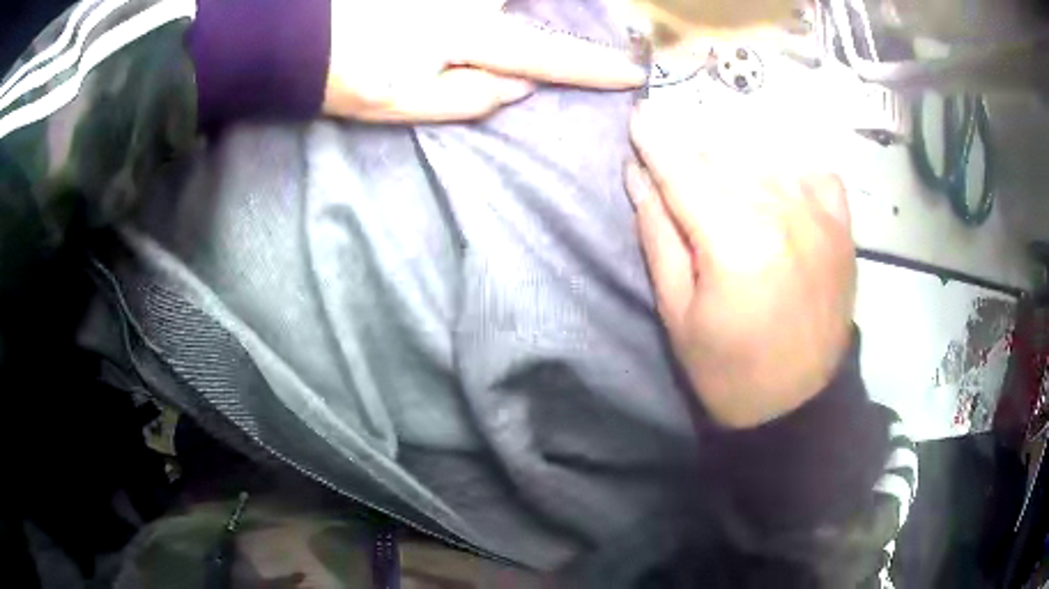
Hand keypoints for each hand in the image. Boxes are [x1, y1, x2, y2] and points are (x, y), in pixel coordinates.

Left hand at [323, 0, 645, 122]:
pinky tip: (498, 16)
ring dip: (520, 14)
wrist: (294, 36)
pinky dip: (497, 8)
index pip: (545, 55)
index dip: (590, 67)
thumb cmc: (346, 74)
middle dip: (564, 14)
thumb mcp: (404, 104)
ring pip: (505, 1)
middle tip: (607, 29)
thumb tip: (522, 84)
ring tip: (517, 28)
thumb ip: (470, 97)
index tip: (630, 73)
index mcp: (466, 37)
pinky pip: (484, 0)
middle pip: (530, 5)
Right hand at [626, 101, 855, 428]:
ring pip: (766, 155)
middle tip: (672, 149)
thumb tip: (639, 175)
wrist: (799, 404)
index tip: (639, 114)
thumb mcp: (677, 312)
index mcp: (735, 241)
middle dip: (690, 144)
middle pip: (724, 153)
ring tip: (718, 171)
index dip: (656, 139)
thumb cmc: (728, 369)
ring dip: (735, 154)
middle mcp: (783, 214)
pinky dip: (789, 170)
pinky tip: (777, 188)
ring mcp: (820, 216)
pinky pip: (813, 172)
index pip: (684, 170)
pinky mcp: (842, 227)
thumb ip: (658, 235)